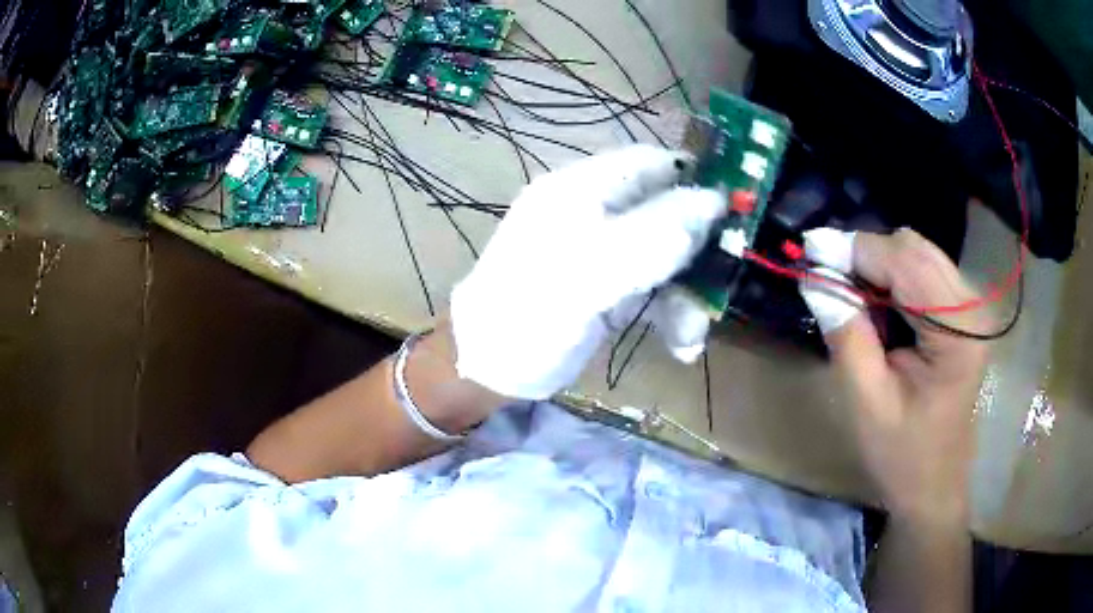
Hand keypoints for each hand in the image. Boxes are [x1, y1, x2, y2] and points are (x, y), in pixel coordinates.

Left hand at [450, 146, 723, 399]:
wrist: (488, 369)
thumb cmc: (527, 313)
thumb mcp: (590, 272)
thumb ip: (653, 234)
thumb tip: (713, 201)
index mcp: (581, 190)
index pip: (649, 162)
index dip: (694, 176)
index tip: (737, 204)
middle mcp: (595, 213)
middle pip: (665, 210)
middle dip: (696, 249)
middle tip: (723, 278)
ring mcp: (604, 252)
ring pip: (666, 255)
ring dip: (686, 293)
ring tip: (692, 336)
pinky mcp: (609, 288)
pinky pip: (655, 288)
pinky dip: (672, 314)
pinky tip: (682, 346)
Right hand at [801, 228, 989, 524]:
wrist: (934, 486)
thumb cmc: (902, 455)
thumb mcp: (866, 402)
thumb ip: (846, 334)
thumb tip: (815, 278)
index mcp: (958, 332)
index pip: (905, 263)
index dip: (855, 250)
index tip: (808, 250)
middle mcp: (972, 307)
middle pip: (914, 248)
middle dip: (866, 254)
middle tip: (826, 275)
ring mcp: (971, 308)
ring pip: (918, 253)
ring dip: (879, 263)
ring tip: (847, 290)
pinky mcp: (964, 314)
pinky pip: (924, 271)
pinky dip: (893, 276)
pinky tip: (875, 301)